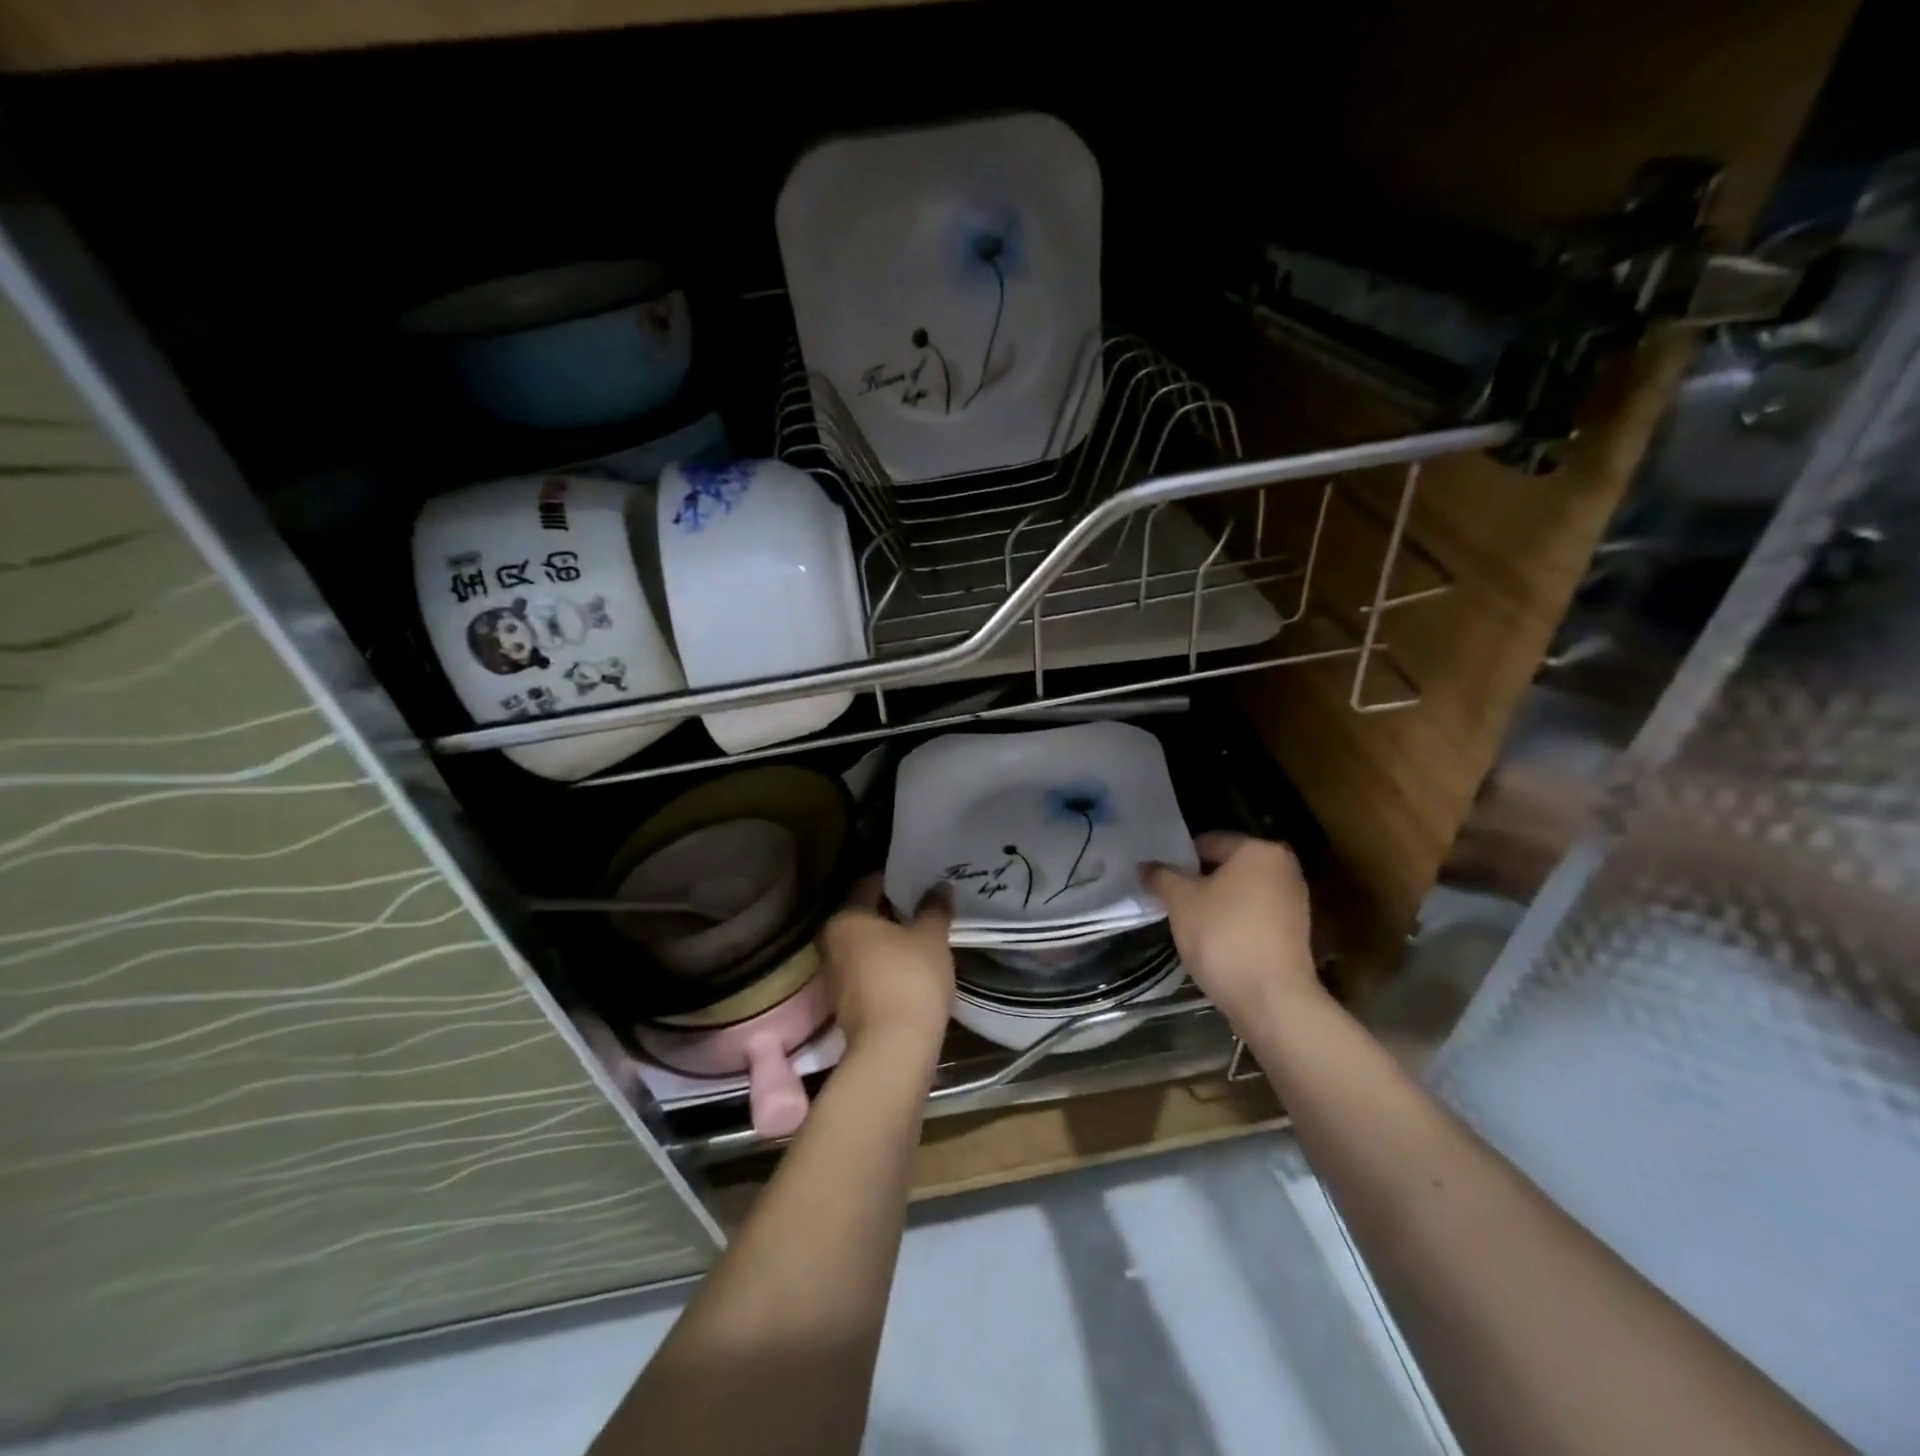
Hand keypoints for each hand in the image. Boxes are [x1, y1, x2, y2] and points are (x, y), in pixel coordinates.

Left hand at [818, 876, 954, 1063]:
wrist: (893, 1050)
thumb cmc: (910, 979)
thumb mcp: (931, 937)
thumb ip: (934, 908)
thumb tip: (940, 886)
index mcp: (845, 919)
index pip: (868, 885)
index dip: (894, 880)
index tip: (917, 879)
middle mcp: (831, 944)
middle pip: (863, 918)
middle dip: (890, 913)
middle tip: (921, 907)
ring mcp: (834, 978)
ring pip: (864, 948)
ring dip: (887, 943)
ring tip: (920, 937)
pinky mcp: (846, 1006)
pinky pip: (867, 974)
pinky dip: (885, 967)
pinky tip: (911, 969)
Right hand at [1139, 832, 1319, 1031]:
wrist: (1272, 999)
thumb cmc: (1223, 935)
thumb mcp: (1181, 902)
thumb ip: (1162, 877)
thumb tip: (1144, 866)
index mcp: (1259, 851)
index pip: (1209, 842)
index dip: (1179, 858)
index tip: (1159, 877)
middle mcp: (1284, 869)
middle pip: (1228, 867)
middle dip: (1198, 881)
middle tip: (1170, 898)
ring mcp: (1294, 902)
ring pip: (1241, 893)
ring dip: (1216, 903)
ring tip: (1188, 921)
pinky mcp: (1295, 934)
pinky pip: (1254, 916)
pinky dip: (1234, 922)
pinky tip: (1213, 940)